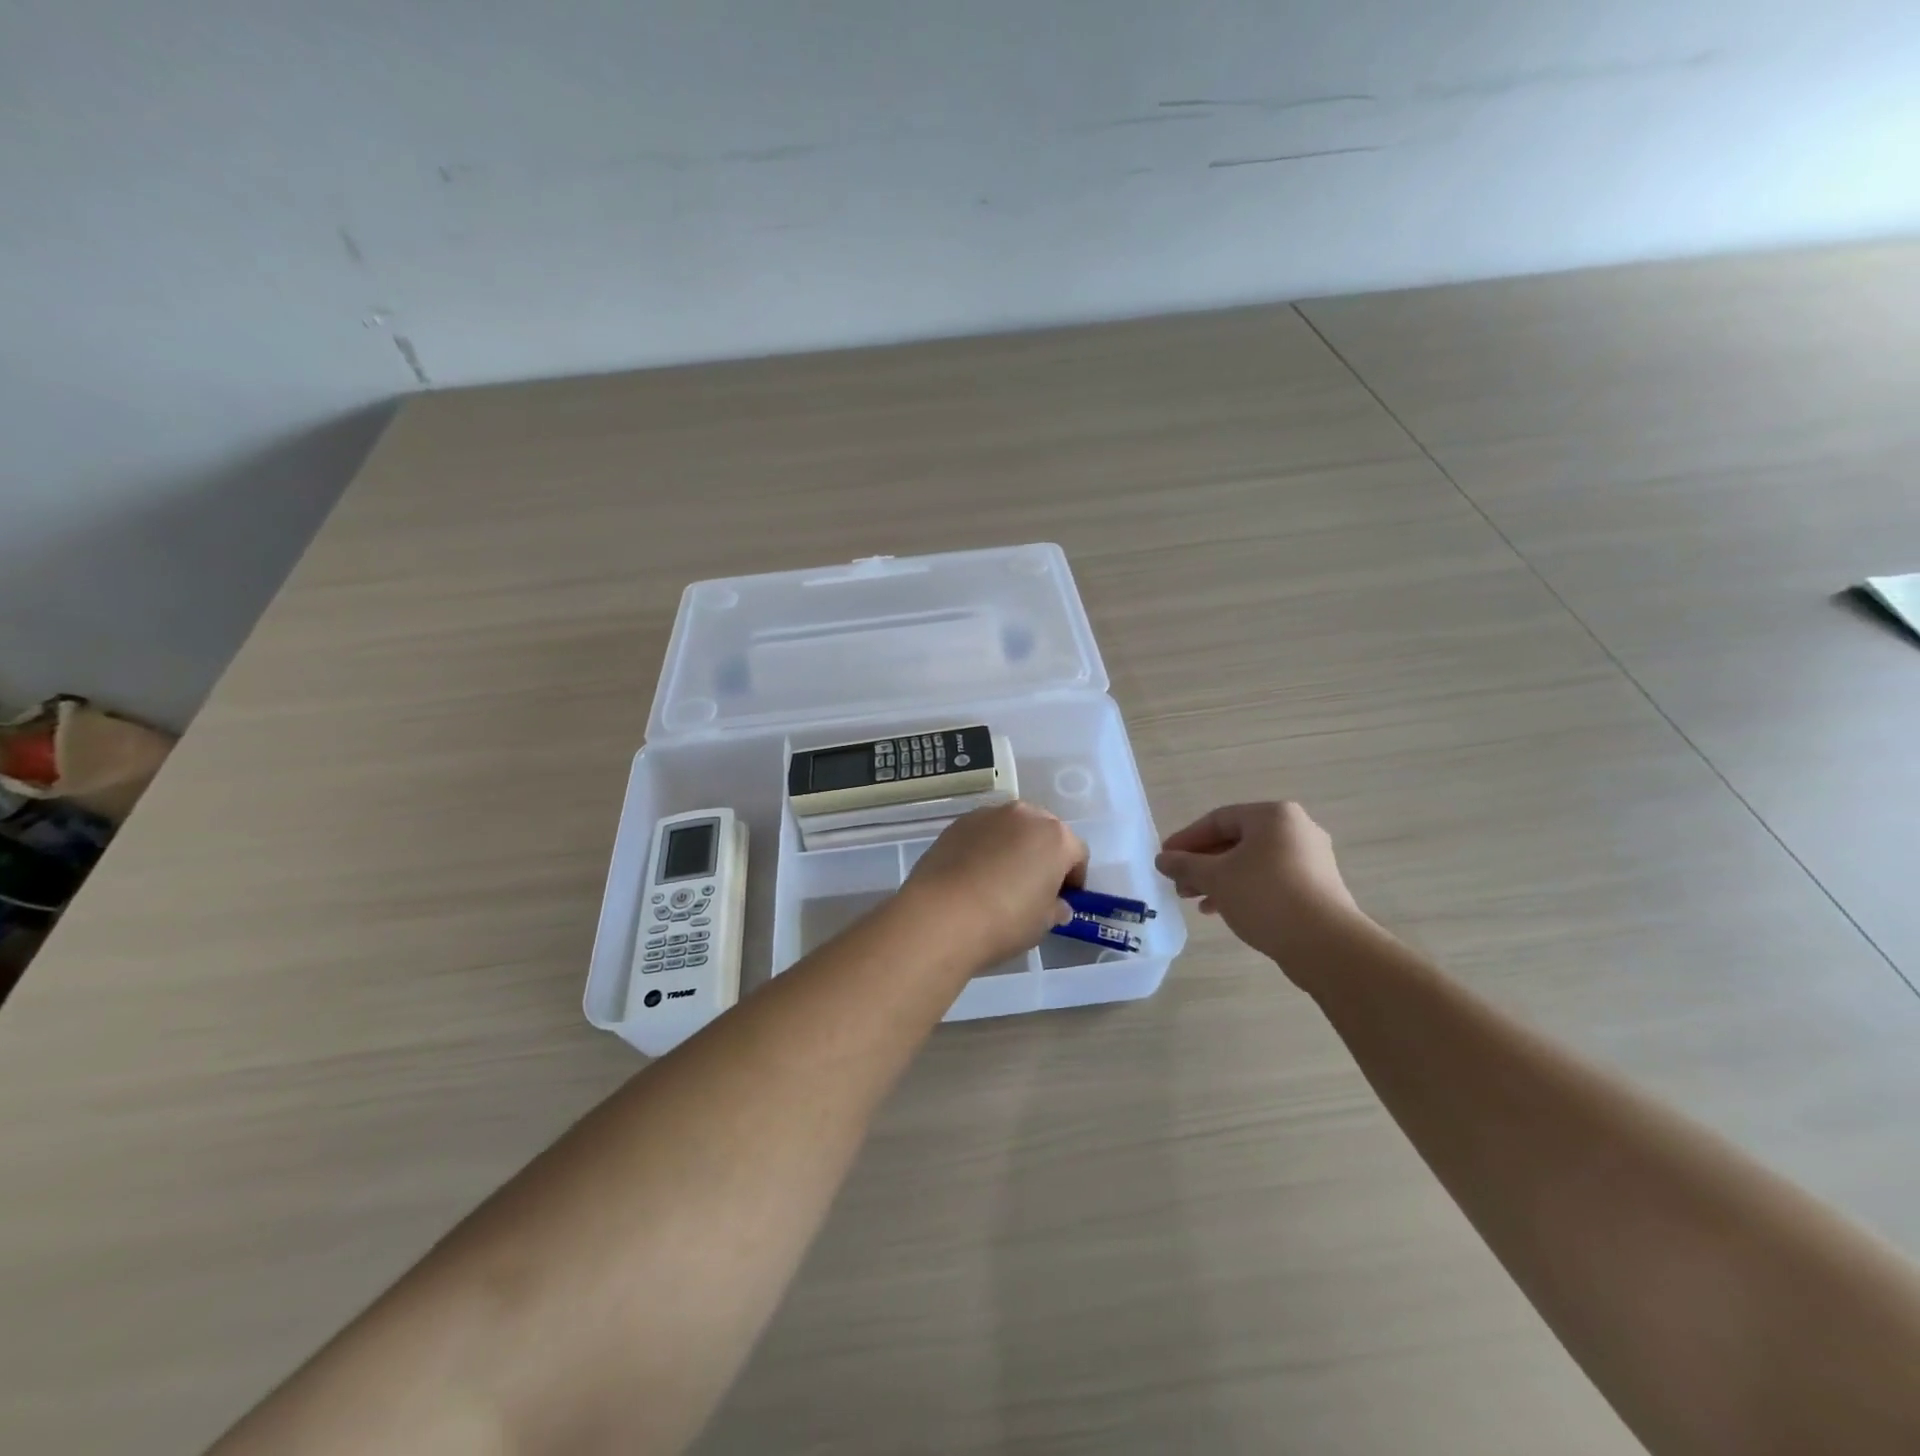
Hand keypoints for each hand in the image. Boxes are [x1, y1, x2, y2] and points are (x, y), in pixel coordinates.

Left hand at [902, 803, 1087, 968]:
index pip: (1077, 853)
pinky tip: (973, 876)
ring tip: (1000, 880)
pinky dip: (984, 848)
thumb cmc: (1004, 920)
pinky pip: (982, 834)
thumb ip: (1055, 908)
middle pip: (1043, 832)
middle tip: (1034, 886)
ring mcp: (987, 815)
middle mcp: (1024, 815)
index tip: (1064, 900)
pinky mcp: (957, 823)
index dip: (1074, 878)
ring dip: (1013, 847)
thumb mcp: (1042, 923)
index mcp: (1055, 836)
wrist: (940, 915)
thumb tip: (1057, 905)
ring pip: (1011, 828)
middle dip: (1044, 855)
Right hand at [1155, 802, 1363, 971]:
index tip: (1164, 859)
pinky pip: (1269, 879)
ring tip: (1195, 900)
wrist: (1326, 944)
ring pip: (1251, 862)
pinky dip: (1243, 889)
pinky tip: (1223, 910)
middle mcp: (1296, 829)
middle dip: (1202, 863)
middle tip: (1178, 884)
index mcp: (1273, 816)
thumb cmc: (1265, 896)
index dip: (1186, 839)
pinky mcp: (1316, 887)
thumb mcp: (1216, 877)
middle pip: (1235, 841)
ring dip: (1219, 879)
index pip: (1218, 820)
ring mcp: (1310, 859)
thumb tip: (1162, 859)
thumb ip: (1185, 864)